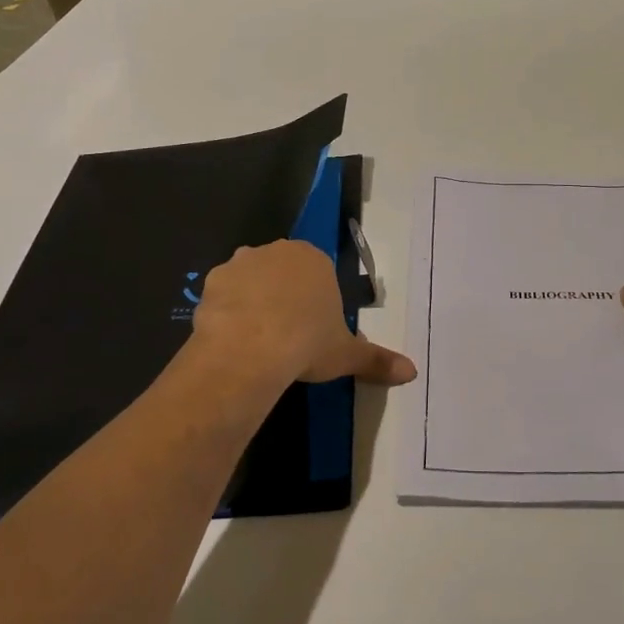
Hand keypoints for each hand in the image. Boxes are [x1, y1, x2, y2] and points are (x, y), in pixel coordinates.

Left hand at [193, 239, 417, 385]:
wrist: (250, 349)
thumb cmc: (307, 343)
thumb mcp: (346, 355)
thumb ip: (377, 360)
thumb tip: (412, 372)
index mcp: (314, 259)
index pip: (317, 272)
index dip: (315, 300)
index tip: (313, 328)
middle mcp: (277, 251)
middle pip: (282, 271)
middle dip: (284, 295)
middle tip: (287, 334)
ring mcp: (240, 263)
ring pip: (250, 280)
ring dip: (253, 301)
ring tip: (257, 340)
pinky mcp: (211, 282)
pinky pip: (222, 295)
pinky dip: (227, 312)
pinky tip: (232, 339)